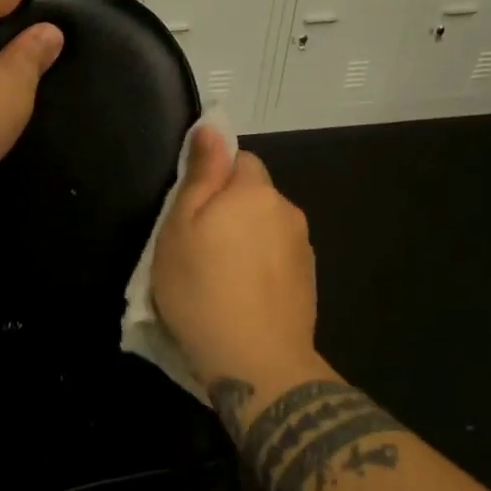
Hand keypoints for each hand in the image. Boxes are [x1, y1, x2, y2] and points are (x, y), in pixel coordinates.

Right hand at [152, 126, 320, 389]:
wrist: (259, 364)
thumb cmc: (203, 290)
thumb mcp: (181, 227)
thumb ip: (201, 173)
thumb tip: (213, 126)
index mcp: (255, 190)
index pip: (239, 159)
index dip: (213, 180)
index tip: (193, 214)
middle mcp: (287, 210)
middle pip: (255, 194)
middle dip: (231, 210)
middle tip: (199, 249)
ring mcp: (303, 247)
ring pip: (267, 227)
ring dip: (248, 240)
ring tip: (222, 279)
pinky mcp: (309, 280)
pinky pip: (279, 258)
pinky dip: (263, 268)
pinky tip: (245, 298)